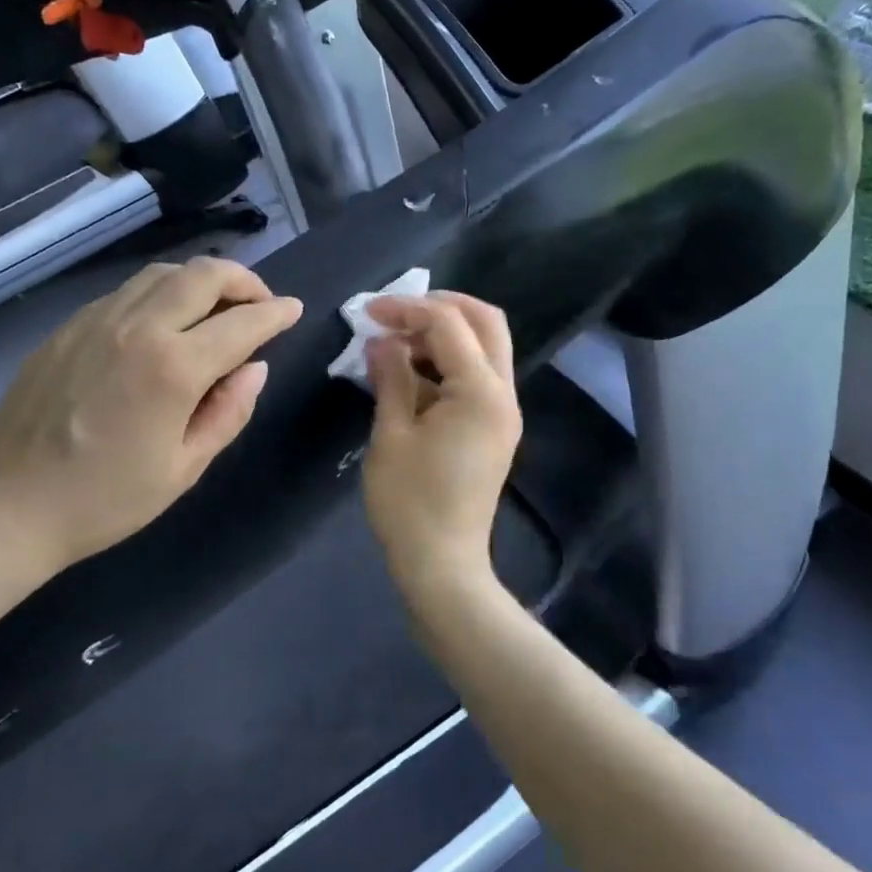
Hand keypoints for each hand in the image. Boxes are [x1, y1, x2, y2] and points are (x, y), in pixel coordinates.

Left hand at [0, 258, 301, 578]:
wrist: (6, 508)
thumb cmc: (104, 501)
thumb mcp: (183, 468)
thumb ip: (228, 412)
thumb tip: (255, 368)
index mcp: (172, 368)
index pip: (242, 323)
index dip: (276, 313)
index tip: (293, 310)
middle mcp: (136, 328)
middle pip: (202, 274)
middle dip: (243, 280)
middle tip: (259, 303)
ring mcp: (95, 321)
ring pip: (161, 274)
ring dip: (200, 281)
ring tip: (214, 309)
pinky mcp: (66, 328)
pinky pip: (125, 292)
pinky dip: (158, 294)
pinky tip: (161, 325)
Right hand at [362, 293, 522, 596]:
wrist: (442, 565)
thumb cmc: (409, 503)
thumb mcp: (391, 434)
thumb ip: (391, 378)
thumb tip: (382, 341)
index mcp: (480, 392)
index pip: (448, 324)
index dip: (406, 309)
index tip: (367, 312)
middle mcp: (503, 394)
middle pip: (485, 323)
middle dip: (440, 307)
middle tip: (395, 314)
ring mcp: (504, 412)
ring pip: (486, 347)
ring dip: (445, 334)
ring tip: (396, 344)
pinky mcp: (495, 428)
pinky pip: (479, 376)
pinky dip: (449, 362)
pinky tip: (412, 374)